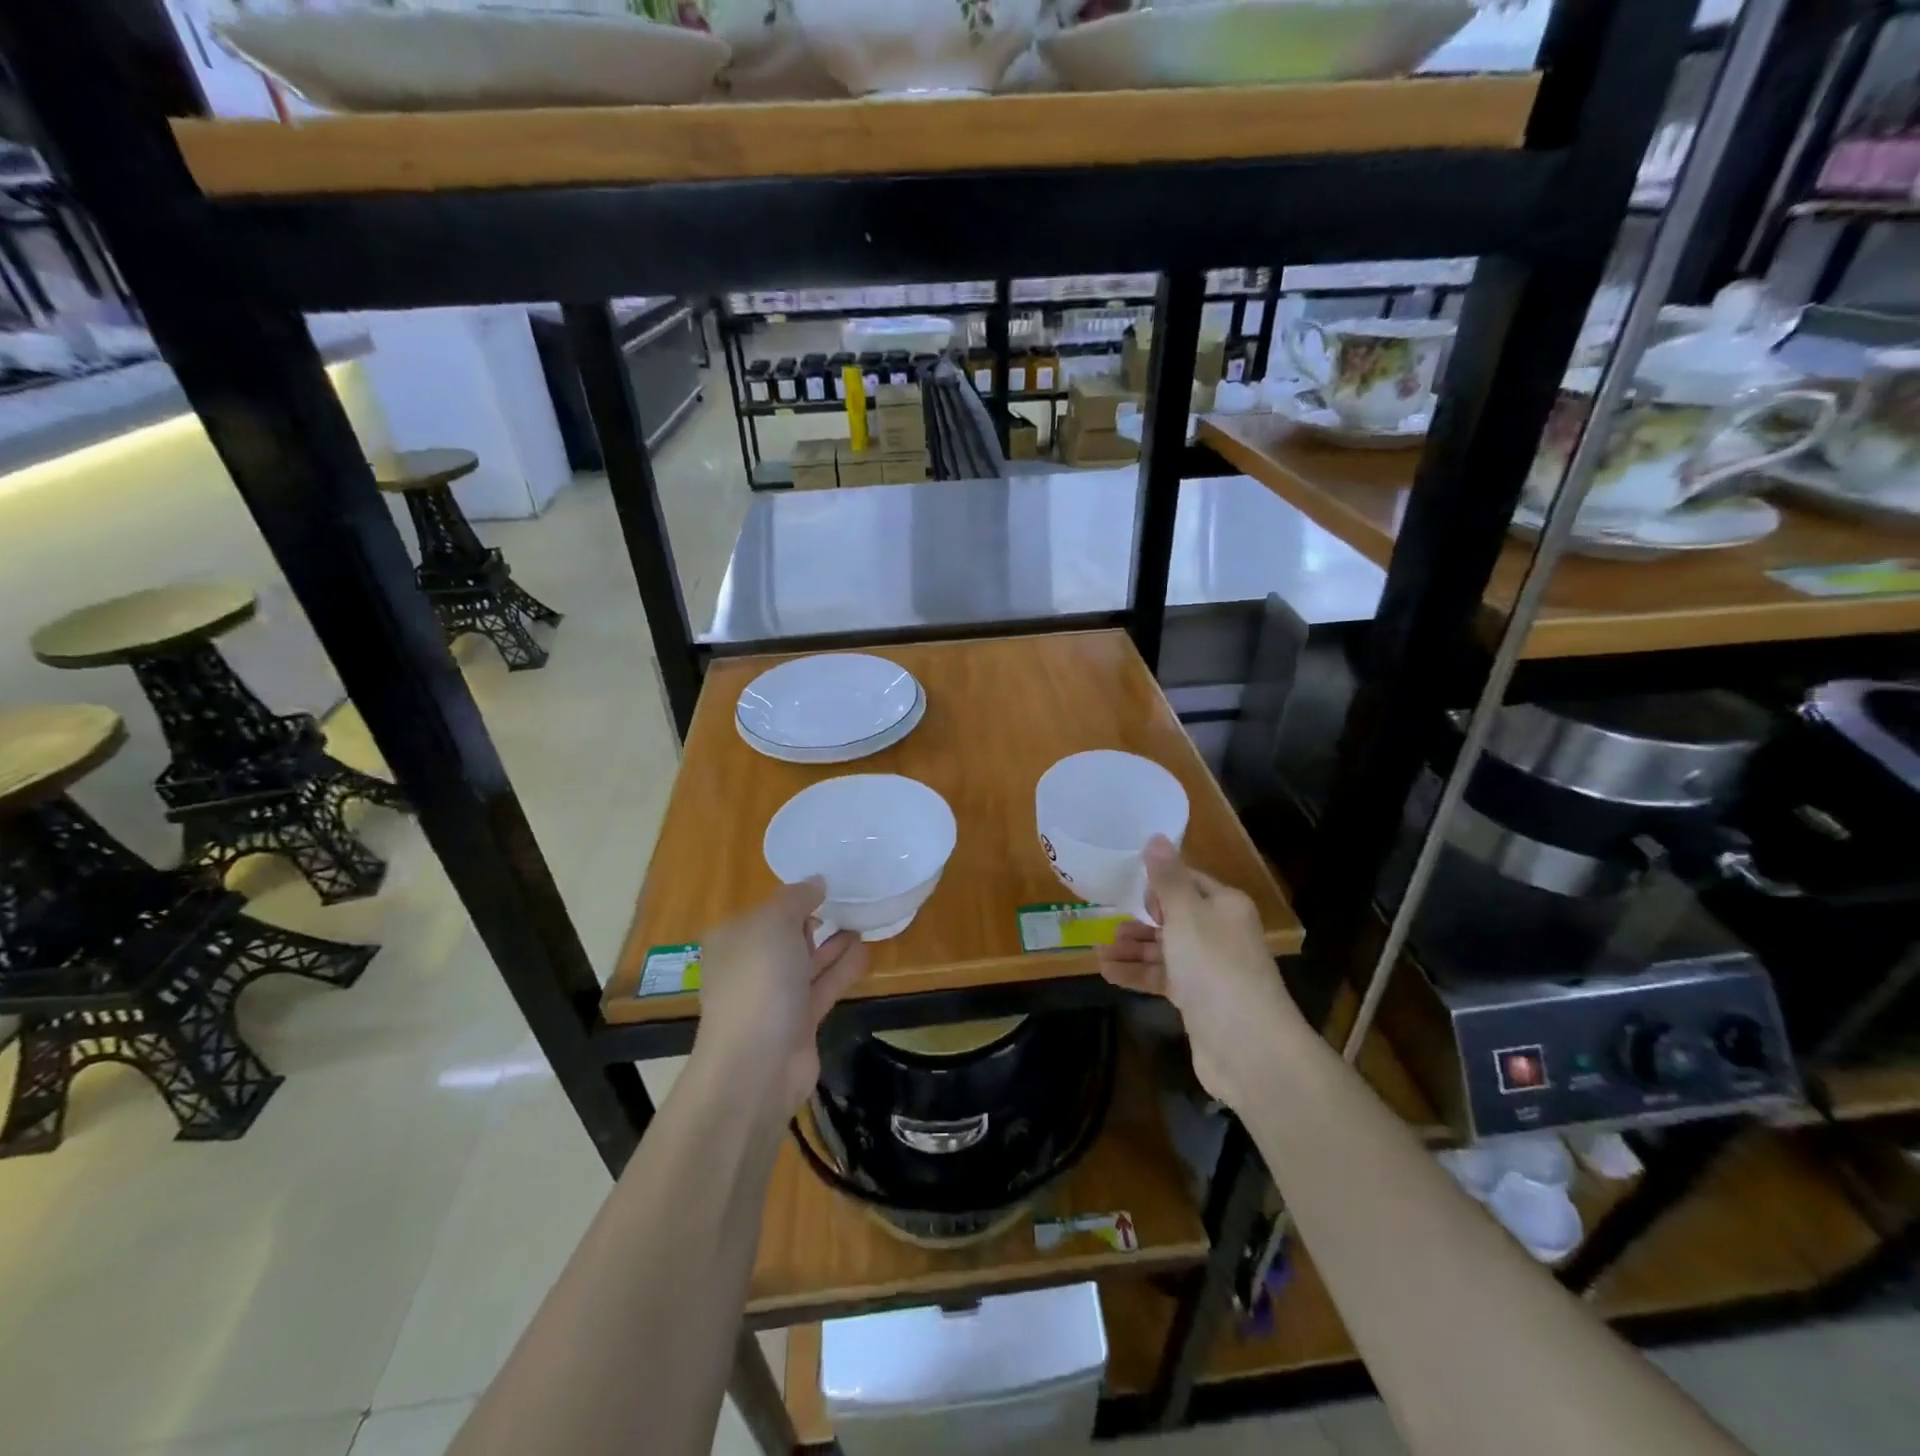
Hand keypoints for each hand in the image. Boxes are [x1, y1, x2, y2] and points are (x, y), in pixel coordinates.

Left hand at [693, 879, 867, 1117]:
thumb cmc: (759, 980)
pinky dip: (842, 969)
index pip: (764, 911)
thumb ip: (797, 898)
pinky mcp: (798, 1021)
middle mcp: (749, 966)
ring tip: (862, 922)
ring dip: (832, 944)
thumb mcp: (774, 922)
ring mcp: (773, 997)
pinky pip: (823, 986)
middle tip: (848, 903)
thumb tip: (816, 882)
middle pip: (785, 937)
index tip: (825, 886)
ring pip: (807, 962)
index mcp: (733, 939)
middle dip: (814, 921)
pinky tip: (865, 951)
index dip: (793, 898)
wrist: (757, 1063)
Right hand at [1096, 836, 1297, 1108]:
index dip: (1159, 883)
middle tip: (1109, 924)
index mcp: (1225, 907)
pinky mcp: (1198, 1001)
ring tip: (1100, 951)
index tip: (1128, 888)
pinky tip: (1107, 973)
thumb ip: (1167, 878)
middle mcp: (1220, 933)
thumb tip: (1156, 837)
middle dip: (1140, 920)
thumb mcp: (1185, 915)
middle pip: (1174, 917)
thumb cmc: (1215, 968)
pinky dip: (1137, 974)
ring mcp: (1209, 970)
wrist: (1248, 1047)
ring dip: (1133, 949)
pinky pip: (1162, 978)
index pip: (1189, 882)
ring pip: (1165, 950)